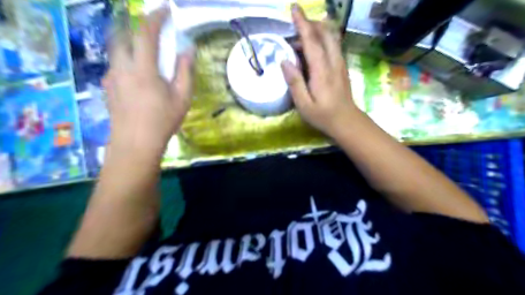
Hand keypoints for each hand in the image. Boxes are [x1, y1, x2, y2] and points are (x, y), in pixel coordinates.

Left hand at [101, 7, 193, 155]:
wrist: (135, 144)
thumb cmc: (163, 121)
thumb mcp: (182, 98)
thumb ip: (185, 71)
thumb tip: (188, 50)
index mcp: (143, 69)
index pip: (145, 33)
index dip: (155, 17)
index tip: (165, 10)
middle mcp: (122, 67)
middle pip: (123, 35)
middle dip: (138, 28)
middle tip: (154, 34)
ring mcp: (111, 76)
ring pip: (117, 49)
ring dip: (131, 44)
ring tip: (147, 55)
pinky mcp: (107, 86)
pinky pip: (115, 64)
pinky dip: (127, 60)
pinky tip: (138, 76)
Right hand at [283, 4, 361, 137]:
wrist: (347, 121)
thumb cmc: (323, 115)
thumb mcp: (303, 104)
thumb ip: (294, 82)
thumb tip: (284, 61)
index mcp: (321, 71)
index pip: (312, 41)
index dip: (302, 23)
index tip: (295, 8)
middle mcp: (333, 62)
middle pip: (325, 33)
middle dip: (311, 22)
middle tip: (296, 24)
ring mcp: (340, 63)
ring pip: (331, 37)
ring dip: (317, 29)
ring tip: (302, 36)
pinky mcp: (342, 66)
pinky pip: (334, 45)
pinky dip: (323, 39)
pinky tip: (315, 46)